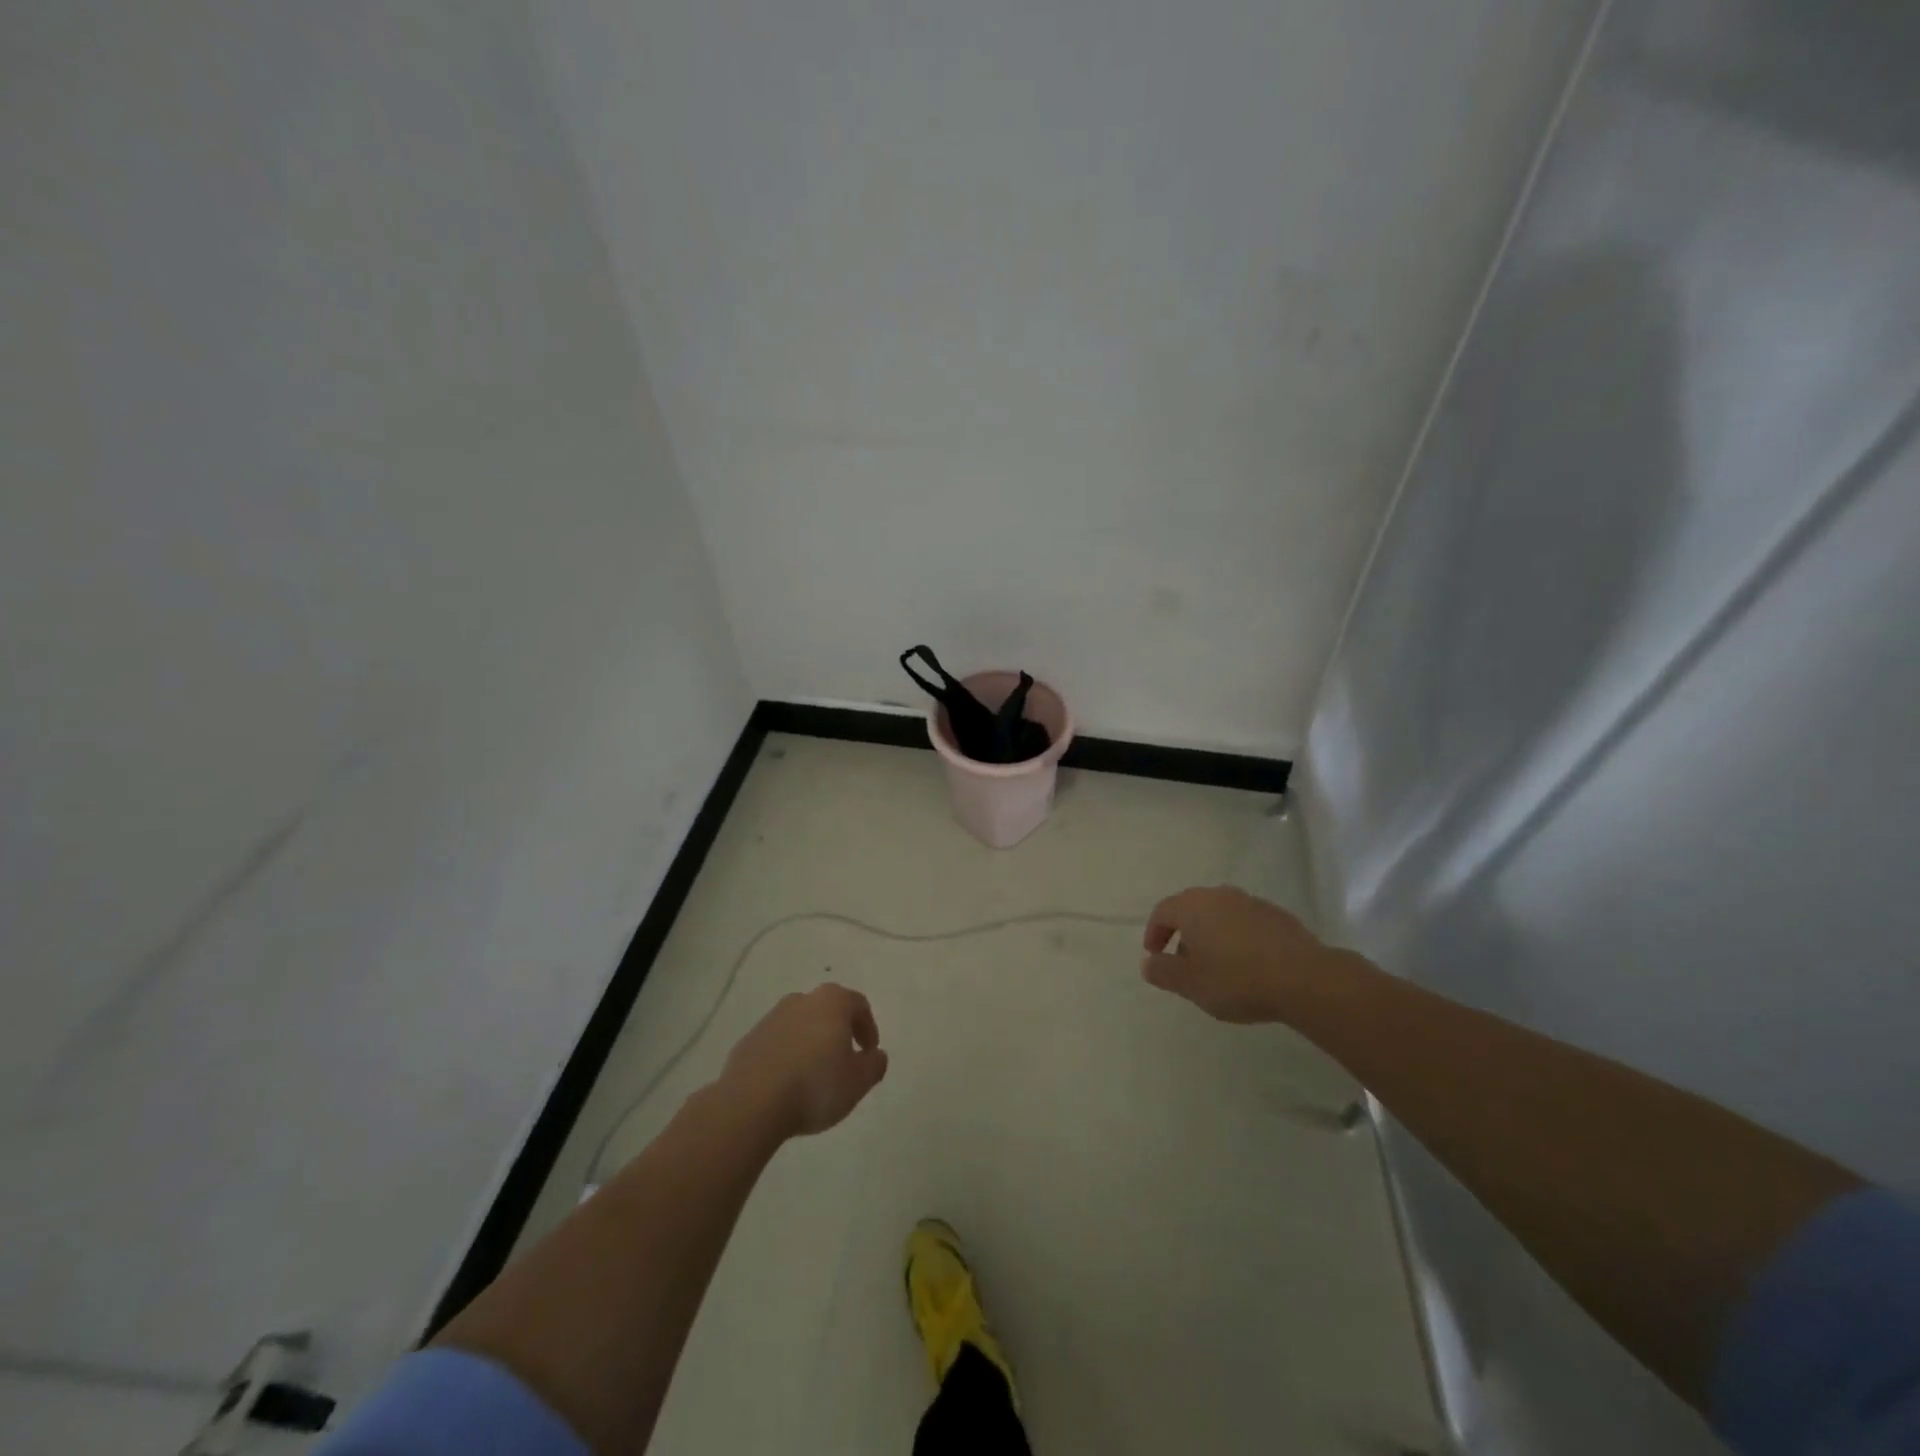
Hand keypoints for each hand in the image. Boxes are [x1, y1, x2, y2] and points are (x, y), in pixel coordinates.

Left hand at [716, 983, 889, 1138]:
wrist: (752, 1103)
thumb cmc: (815, 1086)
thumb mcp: (858, 1081)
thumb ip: (874, 1065)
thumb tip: (876, 1055)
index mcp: (831, 1002)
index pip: (858, 1005)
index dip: (868, 1028)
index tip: (869, 1053)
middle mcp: (801, 1000)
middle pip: (828, 1010)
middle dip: (839, 1032)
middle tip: (844, 1061)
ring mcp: (771, 1018)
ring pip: (801, 1025)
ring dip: (811, 1043)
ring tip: (814, 1075)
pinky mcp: (749, 1040)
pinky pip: (777, 1043)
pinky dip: (787, 1055)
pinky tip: (788, 1082)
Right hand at [1142, 885, 1333, 1023]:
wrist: (1303, 978)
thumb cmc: (1236, 979)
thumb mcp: (1190, 983)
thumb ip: (1163, 972)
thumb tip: (1149, 963)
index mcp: (1192, 906)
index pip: (1163, 912)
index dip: (1154, 933)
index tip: (1155, 957)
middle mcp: (1219, 896)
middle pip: (1192, 910)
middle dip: (1184, 935)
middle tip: (1185, 964)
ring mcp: (1251, 903)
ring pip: (1221, 915)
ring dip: (1213, 936)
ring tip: (1219, 968)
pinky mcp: (1278, 916)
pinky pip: (1247, 924)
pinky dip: (1239, 939)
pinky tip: (1249, 966)